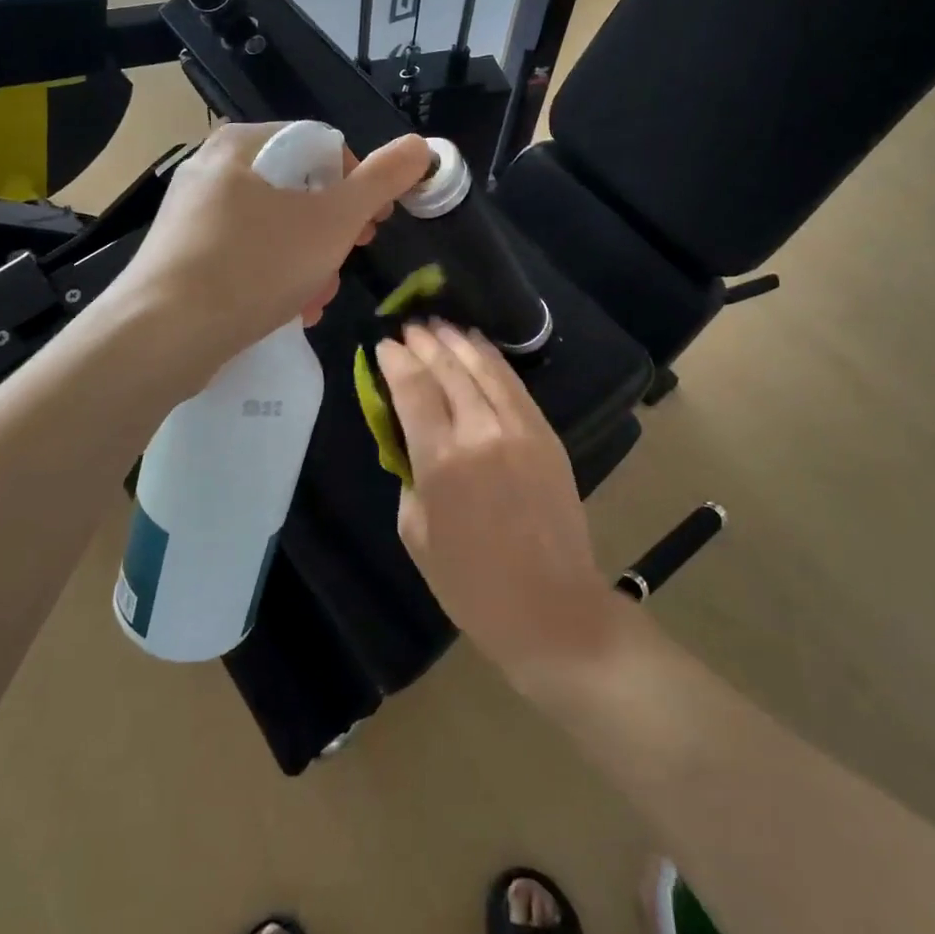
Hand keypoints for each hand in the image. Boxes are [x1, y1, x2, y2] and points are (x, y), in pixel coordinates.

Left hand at [114, 122, 430, 376]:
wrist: (163, 336)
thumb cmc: (254, 265)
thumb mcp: (332, 221)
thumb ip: (381, 181)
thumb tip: (421, 146)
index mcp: (242, 145)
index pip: (320, 145)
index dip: (359, 182)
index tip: (375, 223)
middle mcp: (211, 171)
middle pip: (297, 191)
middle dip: (332, 233)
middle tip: (349, 260)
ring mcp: (192, 217)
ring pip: (274, 230)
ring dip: (309, 263)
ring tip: (317, 298)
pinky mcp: (183, 259)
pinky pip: (245, 257)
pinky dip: (275, 278)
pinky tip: (289, 311)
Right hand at [378, 322, 620, 682]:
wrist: (551, 609)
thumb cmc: (471, 584)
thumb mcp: (416, 533)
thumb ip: (409, 477)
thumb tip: (412, 443)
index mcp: (441, 460)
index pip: (413, 390)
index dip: (395, 361)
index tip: (383, 344)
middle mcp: (481, 432)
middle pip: (448, 370)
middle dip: (425, 343)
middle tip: (408, 327)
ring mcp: (519, 429)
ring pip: (484, 369)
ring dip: (459, 341)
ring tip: (440, 324)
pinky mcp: (546, 435)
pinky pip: (514, 385)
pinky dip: (493, 360)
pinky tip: (479, 347)